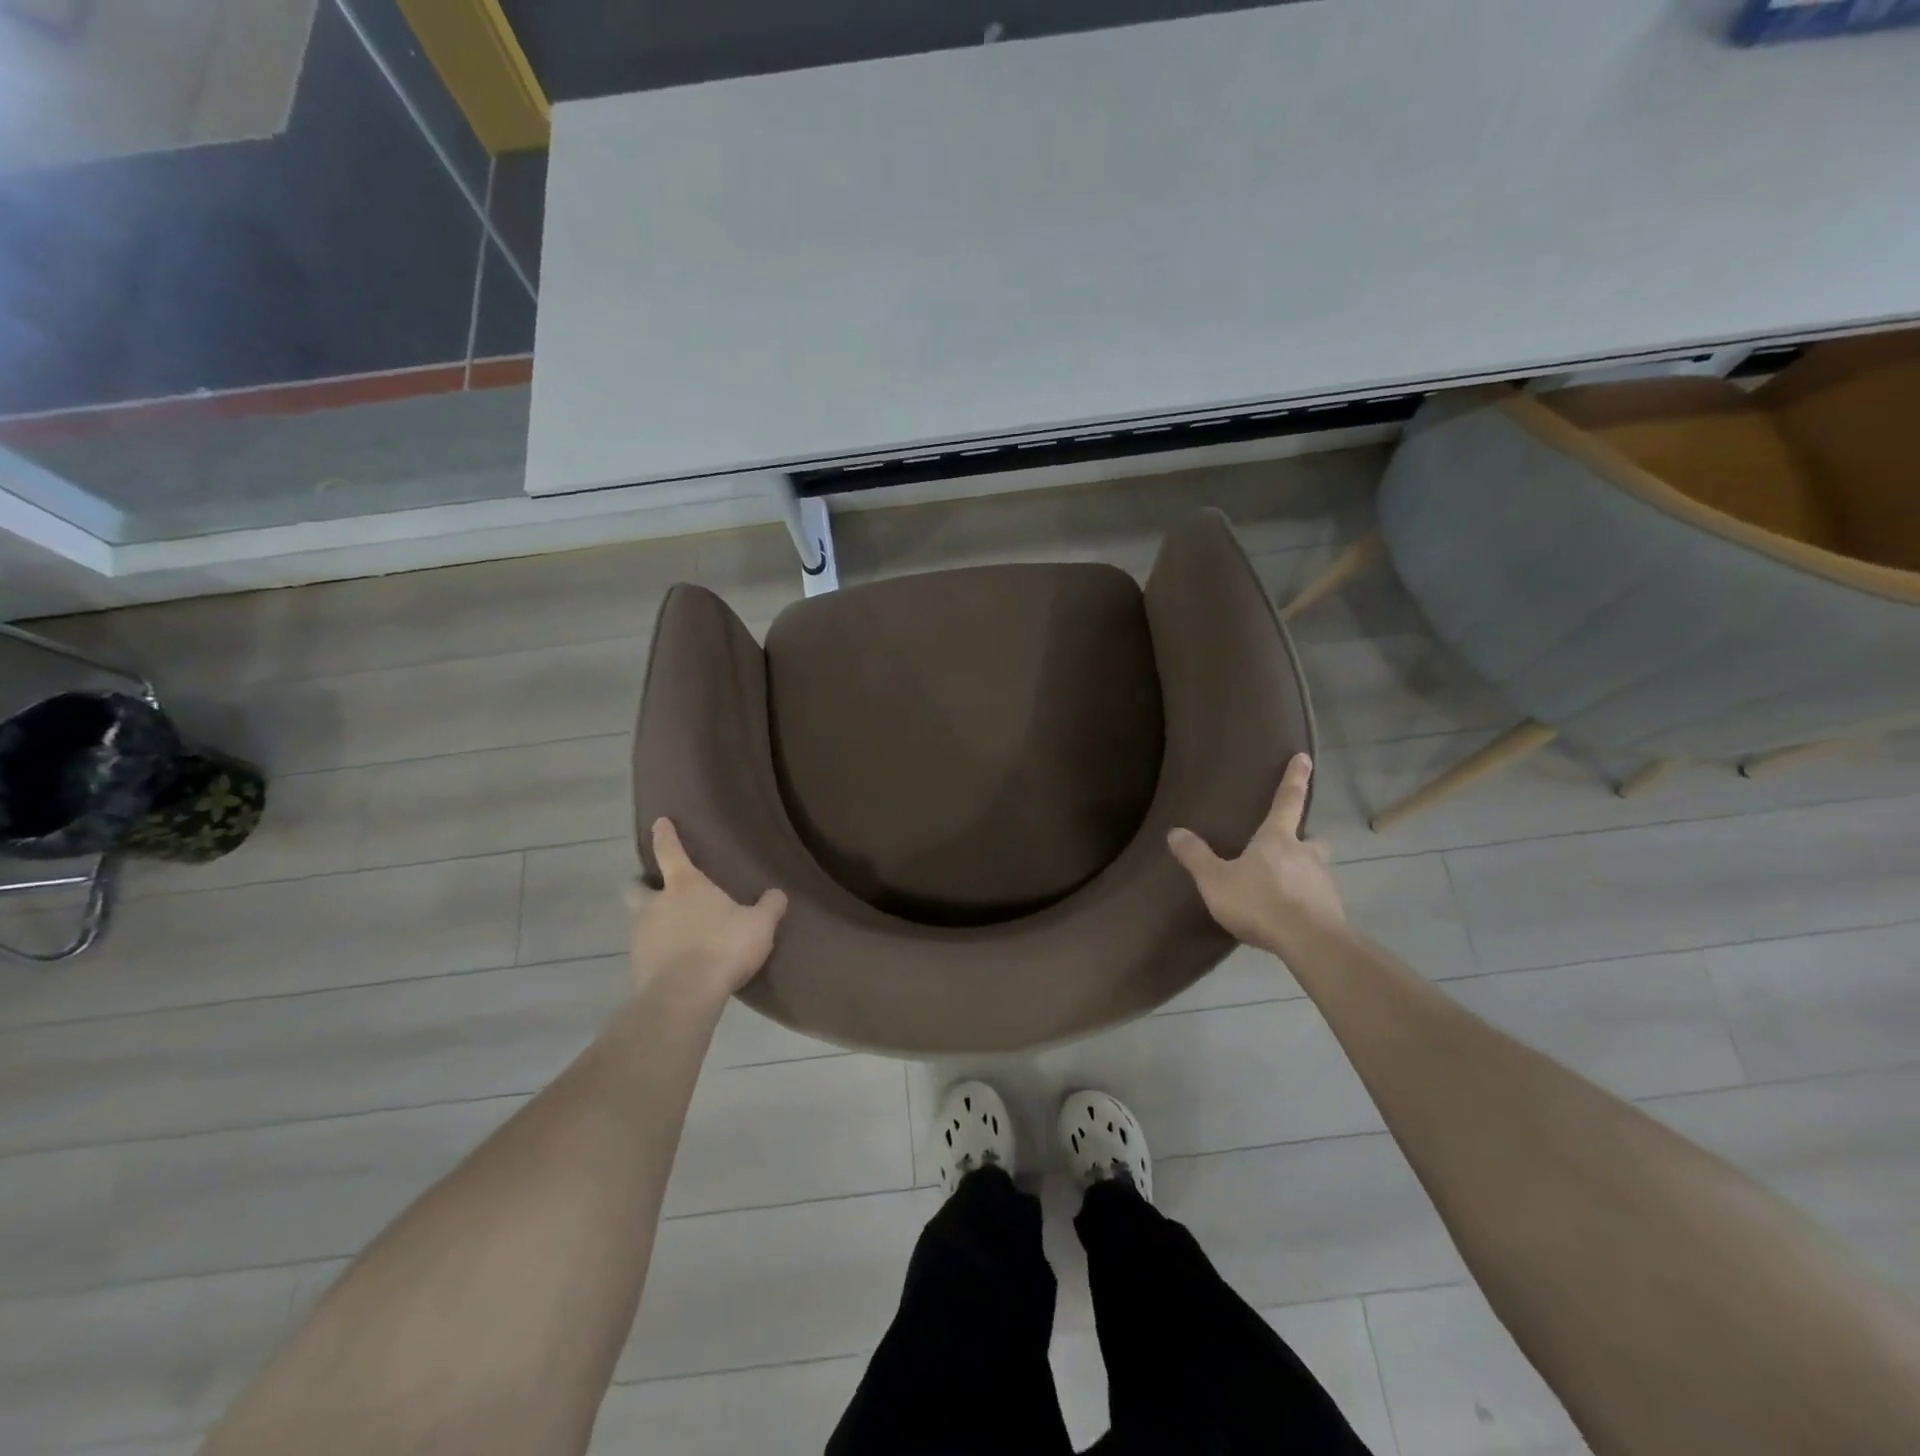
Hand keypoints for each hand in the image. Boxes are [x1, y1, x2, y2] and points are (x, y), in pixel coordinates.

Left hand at [626, 818, 787, 1008]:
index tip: (659, 822)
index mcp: (685, 886)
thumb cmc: (723, 947)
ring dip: (650, 921)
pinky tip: (673, 961)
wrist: (685, 995)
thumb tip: (777, 894)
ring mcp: (641, 936)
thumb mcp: (759, 925)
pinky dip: (656, 951)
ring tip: (671, 931)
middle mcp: (656, 905)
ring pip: (638, 920)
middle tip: (653, 888)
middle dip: (640, 884)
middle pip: (635, 887)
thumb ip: (769, 907)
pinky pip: (645, 951)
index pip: (670, 851)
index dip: (665, 835)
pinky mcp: (637, 966)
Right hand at [1168, 753, 1345, 956]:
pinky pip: (1317, 899)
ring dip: (1301, 874)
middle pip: (1310, 838)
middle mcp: (1306, 854)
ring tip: (1281, 892)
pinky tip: (1290, 918)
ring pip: (1314, 870)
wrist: (1309, 942)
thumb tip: (1175, 832)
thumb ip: (1196, 857)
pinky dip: (1305, 902)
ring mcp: (1323, 882)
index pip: (1287, 800)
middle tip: (1287, 849)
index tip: (1305, 757)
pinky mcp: (1332, 911)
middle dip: (1301, 840)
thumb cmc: (1259, 902)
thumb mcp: (1215, 880)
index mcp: (1277, 839)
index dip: (1295, 778)